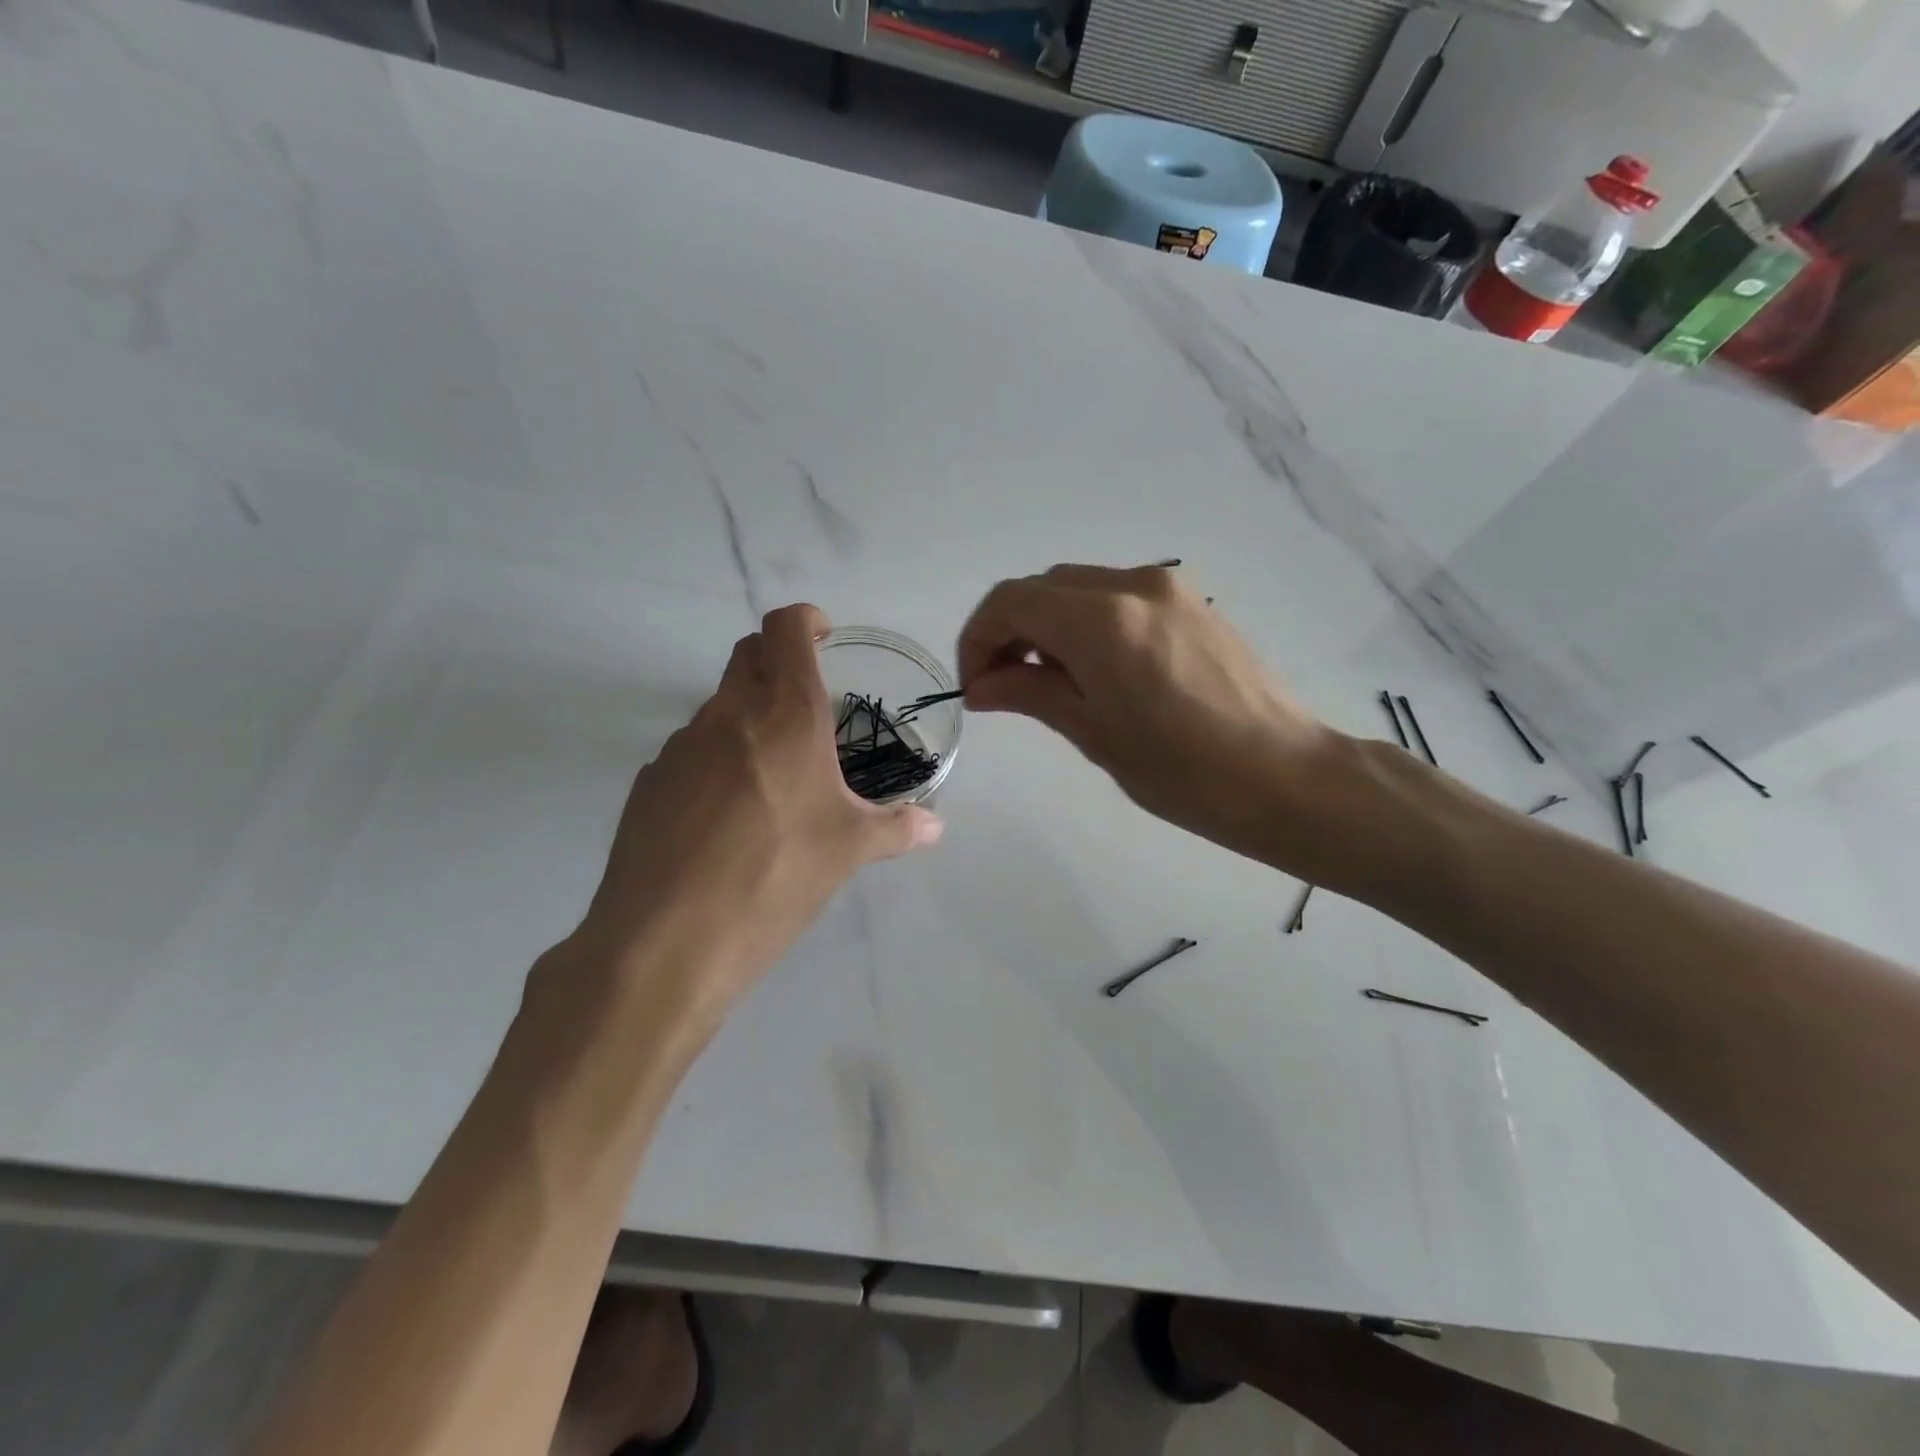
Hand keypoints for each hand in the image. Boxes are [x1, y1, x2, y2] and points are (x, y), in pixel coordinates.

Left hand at [572, 604, 941, 1033]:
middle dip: (777, 659)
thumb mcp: (848, 851)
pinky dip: (716, 759)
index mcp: (785, 714)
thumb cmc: (776, 876)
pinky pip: (690, 751)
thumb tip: (935, 826)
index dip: (805, 620)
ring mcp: (680, 746)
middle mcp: (728, 714)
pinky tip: (728, 815)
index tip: (824, 637)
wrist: (668, 940)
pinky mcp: (649, 782)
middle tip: (808, 702)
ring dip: (747, 716)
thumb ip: (897, 828)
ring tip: (774, 774)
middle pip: (747, 654)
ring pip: (718, 705)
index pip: (785, 628)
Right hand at [957, 564, 1336, 869]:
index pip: (1011, 602)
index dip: (978, 639)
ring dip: (1048, 625)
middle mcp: (1133, 585)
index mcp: (1103, 621)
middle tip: (1004, 687)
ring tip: (1049, 683)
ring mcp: (1169, 588)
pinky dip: (1086, 623)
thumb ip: (1029, 695)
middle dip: (1010, 631)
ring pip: (1079, 588)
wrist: (1286, 777)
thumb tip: (980, 687)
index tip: (976, 686)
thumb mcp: (1093, 733)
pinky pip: (1117, 597)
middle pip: (1043, 588)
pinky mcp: (1192, 603)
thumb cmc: (1183, 772)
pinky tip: (1094, 670)